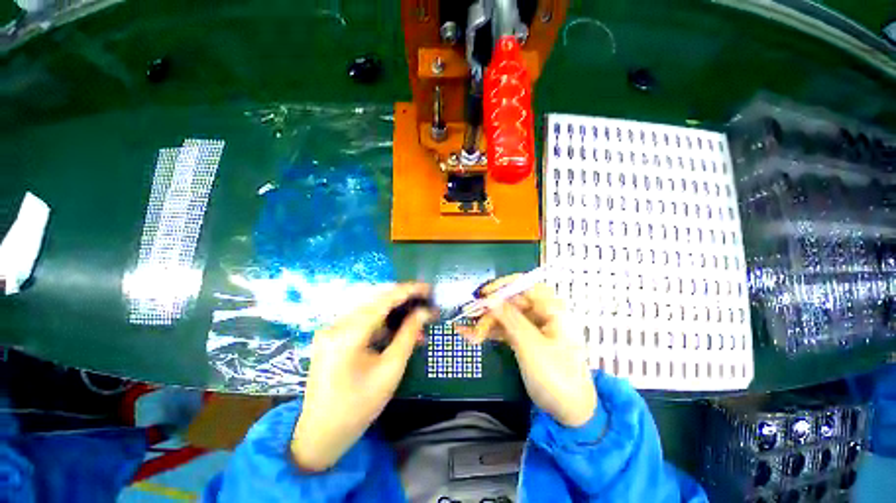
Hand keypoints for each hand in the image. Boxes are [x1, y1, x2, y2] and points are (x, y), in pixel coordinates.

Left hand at [291, 283, 434, 470]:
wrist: (321, 434)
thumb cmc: (359, 407)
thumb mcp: (390, 371)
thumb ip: (408, 335)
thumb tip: (424, 312)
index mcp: (347, 334)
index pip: (383, 300)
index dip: (408, 291)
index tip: (428, 288)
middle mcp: (336, 325)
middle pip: (376, 300)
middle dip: (403, 299)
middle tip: (426, 302)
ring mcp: (332, 329)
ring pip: (370, 309)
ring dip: (394, 311)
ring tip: (417, 318)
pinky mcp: (333, 336)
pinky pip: (362, 320)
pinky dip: (383, 322)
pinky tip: (398, 329)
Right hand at [462, 277, 596, 426]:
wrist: (571, 414)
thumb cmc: (556, 377)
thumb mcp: (531, 346)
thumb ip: (510, 319)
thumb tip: (491, 298)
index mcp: (552, 310)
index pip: (527, 286)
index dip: (504, 286)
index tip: (484, 293)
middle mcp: (543, 315)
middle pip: (513, 303)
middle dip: (491, 311)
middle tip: (472, 319)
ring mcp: (534, 328)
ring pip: (507, 317)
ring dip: (488, 324)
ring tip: (470, 335)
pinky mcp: (526, 341)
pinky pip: (506, 330)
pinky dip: (491, 333)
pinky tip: (473, 336)